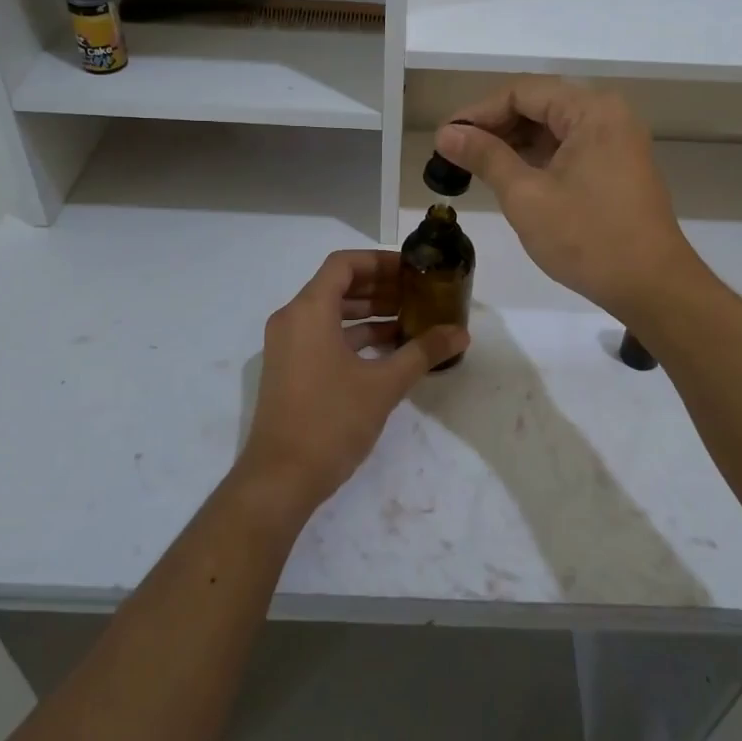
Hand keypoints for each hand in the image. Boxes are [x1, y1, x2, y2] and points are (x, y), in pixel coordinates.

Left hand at [238, 250, 467, 513]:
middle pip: (337, 286)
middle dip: (379, 287)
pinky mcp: (289, 369)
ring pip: (331, 313)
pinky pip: (323, 336)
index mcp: (309, 310)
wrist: (280, 479)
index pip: (344, 264)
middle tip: (418, 293)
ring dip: (369, 313)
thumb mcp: (384, 385)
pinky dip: (354, 336)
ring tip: (410, 320)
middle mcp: (292, 319)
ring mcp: (287, 346)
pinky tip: (388, 350)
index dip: (380, 261)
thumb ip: (423, 352)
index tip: (412, 270)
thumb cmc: (331, 421)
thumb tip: (461, 333)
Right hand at [436, 79, 701, 322]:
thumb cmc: (587, 238)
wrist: (652, 287)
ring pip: (553, 128)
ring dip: (514, 144)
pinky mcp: (618, 167)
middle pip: (539, 105)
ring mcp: (617, 142)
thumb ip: (485, 157)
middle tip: (454, 155)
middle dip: (494, 127)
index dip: (478, 112)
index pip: (522, 92)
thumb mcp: (526, 196)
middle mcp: (608, 115)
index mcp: (591, 110)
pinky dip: (537, 159)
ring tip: (474, 167)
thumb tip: (446, 134)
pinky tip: (509, 178)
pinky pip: (569, 149)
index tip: (445, 139)